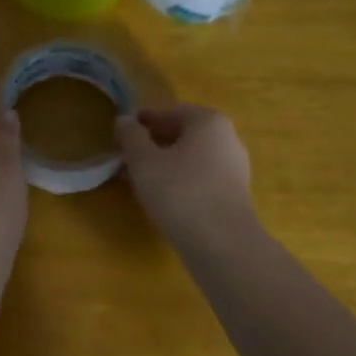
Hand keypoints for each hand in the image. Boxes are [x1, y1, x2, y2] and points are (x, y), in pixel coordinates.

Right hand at [115, 104, 255, 244]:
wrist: (222, 244)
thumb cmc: (180, 193)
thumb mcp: (144, 162)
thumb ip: (131, 137)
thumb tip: (124, 120)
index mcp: (208, 120)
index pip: (168, 112)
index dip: (142, 122)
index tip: (120, 136)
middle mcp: (227, 137)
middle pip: (182, 134)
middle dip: (153, 144)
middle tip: (127, 159)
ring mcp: (235, 167)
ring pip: (191, 158)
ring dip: (165, 164)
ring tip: (140, 180)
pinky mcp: (234, 193)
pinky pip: (201, 178)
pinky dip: (180, 181)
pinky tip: (163, 198)